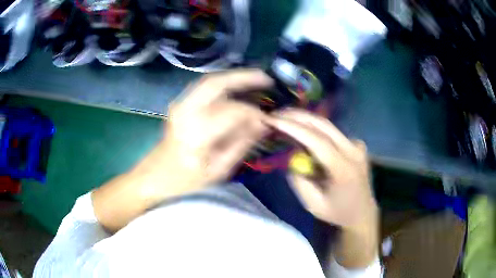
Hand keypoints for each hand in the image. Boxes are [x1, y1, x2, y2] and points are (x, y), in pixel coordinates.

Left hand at [93, 69, 272, 231]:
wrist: (153, 175)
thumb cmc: (185, 180)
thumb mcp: (218, 170)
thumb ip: (241, 144)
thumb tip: (262, 124)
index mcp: (197, 132)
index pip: (233, 112)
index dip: (254, 113)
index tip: (269, 119)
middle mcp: (187, 111)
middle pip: (217, 83)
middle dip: (245, 77)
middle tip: (267, 79)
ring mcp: (180, 104)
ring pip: (211, 80)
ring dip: (235, 77)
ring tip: (257, 79)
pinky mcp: (179, 104)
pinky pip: (205, 87)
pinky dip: (224, 83)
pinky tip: (237, 87)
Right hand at [266, 108, 377, 267]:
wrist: (362, 212)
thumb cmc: (337, 213)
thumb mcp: (313, 204)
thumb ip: (299, 180)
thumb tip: (292, 156)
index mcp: (343, 169)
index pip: (316, 140)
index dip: (293, 127)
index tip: (273, 120)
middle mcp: (353, 152)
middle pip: (323, 125)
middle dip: (297, 116)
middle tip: (276, 114)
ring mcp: (358, 146)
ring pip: (328, 126)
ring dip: (306, 120)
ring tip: (286, 119)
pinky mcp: (358, 145)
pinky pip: (334, 133)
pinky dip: (317, 129)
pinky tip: (306, 132)